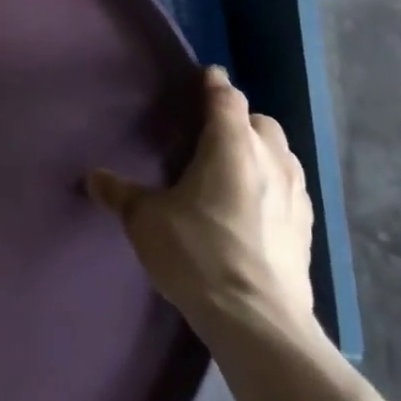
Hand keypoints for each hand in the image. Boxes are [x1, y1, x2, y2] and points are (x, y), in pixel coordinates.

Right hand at [88, 66, 315, 344]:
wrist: (258, 322)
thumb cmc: (198, 253)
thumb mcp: (146, 221)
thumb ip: (120, 194)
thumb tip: (94, 177)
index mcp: (231, 145)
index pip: (227, 98)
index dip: (214, 85)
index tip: (205, 77)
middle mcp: (270, 160)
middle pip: (261, 122)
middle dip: (240, 120)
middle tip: (214, 133)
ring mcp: (296, 196)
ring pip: (283, 155)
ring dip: (262, 152)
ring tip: (236, 168)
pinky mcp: (307, 231)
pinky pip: (292, 190)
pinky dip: (275, 186)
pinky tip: (256, 208)